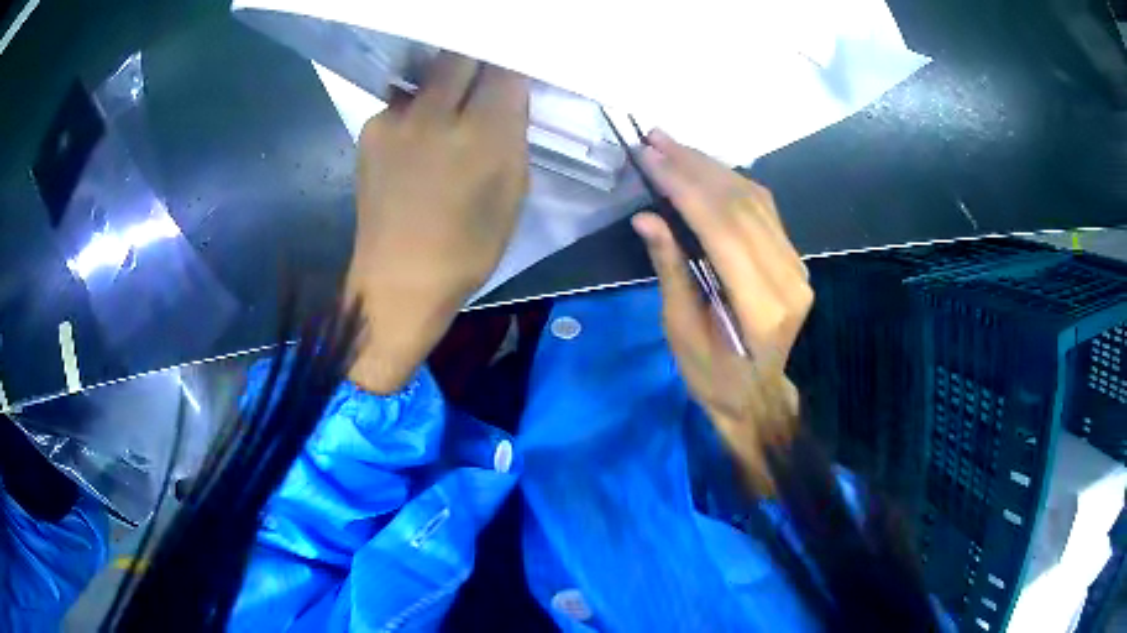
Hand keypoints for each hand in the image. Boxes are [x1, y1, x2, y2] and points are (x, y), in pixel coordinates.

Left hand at [347, 53, 528, 393]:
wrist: (399, 278)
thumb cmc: (468, 245)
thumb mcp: (513, 191)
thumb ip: (513, 133)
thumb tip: (508, 95)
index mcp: (481, 133)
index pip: (503, 69)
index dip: (513, 65)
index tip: (516, 71)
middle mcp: (435, 114)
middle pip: (459, 57)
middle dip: (477, 61)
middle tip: (485, 79)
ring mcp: (395, 119)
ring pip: (428, 74)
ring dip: (445, 82)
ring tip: (450, 109)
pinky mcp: (370, 129)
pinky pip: (402, 101)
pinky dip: (417, 108)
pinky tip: (419, 135)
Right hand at [631, 131, 811, 494]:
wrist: (757, 396)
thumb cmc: (713, 377)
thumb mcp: (682, 332)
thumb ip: (671, 269)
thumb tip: (646, 217)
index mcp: (761, 307)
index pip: (723, 229)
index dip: (685, 187)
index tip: (649, 158)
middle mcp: (788, 278)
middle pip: (741, 205)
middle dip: (694, 167)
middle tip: (654, 139)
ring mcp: (796, 266)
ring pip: (755, 200)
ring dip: (710, 167)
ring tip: (671, 145)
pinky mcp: (793, 259)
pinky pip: (763, 210)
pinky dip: (730, 183)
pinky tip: (703, 167)